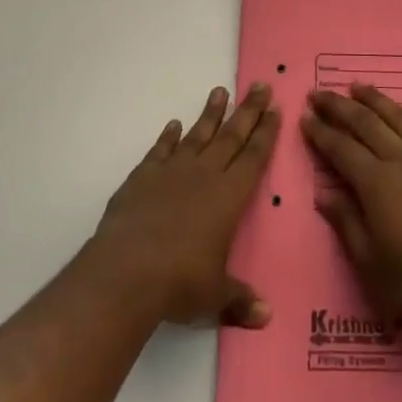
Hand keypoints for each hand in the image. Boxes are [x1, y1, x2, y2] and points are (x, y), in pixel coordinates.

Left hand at [91, 83, 280, 328]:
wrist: (127, 271)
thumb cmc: (180, 283)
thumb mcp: (215, 296)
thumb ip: (240, 300)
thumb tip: (266, 316)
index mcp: (230, 196)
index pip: (254, 156)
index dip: (266, 133)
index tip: (275, 109)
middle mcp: (205, 174)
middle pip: (232, 135)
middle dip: (248, 110)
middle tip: (260, 85)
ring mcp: (172, 171)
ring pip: (198, 134)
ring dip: (210, 113)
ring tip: (220, 90)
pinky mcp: (143, 177)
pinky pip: (161, 150)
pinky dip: (168, 137)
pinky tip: (174, 125)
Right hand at [302, 84, 401, 333]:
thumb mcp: (370, 263)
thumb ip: (346, 223)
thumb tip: (323, 194)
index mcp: (376, 182)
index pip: (341, 148)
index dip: (320, 132)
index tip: (304, 117)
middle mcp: (401, 159)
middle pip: (365, 122)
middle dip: (339, 106)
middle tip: (319, 93)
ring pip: (398, 116)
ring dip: (375, 99)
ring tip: (357, 87)